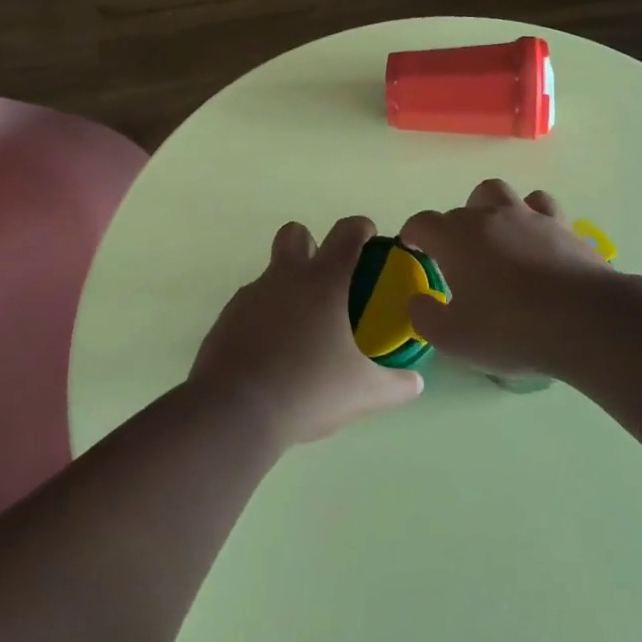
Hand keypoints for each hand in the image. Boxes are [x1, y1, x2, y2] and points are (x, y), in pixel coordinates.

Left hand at [191, 216, 424, 448]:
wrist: (233, 413)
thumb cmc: (307, 390)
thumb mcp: (364, 394)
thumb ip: (396, 385)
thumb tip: (416, 383)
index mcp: (323, 282)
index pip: (346, 233)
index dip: (361, 228)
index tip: (371, 238)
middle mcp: (284, 278)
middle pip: (296, 234)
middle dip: (313, 243)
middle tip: (329, 278)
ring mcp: (250, 297)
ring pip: (271, 274)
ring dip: (288, 288)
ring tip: (302, 330)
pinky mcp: (226, 320)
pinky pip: (251, 307)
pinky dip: (264, 319)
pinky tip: (273, 353)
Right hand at [400, 180, 608, 374]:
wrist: (585, 320)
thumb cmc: (511, 328)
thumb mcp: (453, 338)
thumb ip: (425, 317)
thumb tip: (417, 299)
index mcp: (456, 238)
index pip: (423, 223)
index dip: (413, 234)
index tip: (412, 248)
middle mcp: (490, 216)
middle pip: (463, 206)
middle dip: (454, 226)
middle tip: (459, 256)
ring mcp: (530, 217)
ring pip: (502, 194)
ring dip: (492, 210)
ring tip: (497, 238)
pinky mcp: (564, 227)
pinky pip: (543, 208)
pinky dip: (533, 219)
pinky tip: (536, 241)